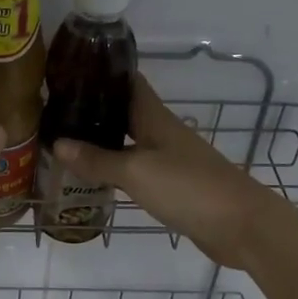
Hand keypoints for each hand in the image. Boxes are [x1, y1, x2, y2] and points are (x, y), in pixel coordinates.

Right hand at [53, 75, 294, 270]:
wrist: (241, 226)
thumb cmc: (188, 188)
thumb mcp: (136, 172)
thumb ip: (97, 160)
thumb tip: (57, 143)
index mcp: (155, 119)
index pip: (129, 83)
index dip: (103, 74)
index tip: (70, 71)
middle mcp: (163, 134)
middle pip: (126, 113)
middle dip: (95, 109)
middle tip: (56, 112)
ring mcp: (170, 160)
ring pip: (130, 142)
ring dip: (103, 140)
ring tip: (67, 142)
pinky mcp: (174, 186)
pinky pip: (138, 169)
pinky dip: (116, 169)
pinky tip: (96, 177)